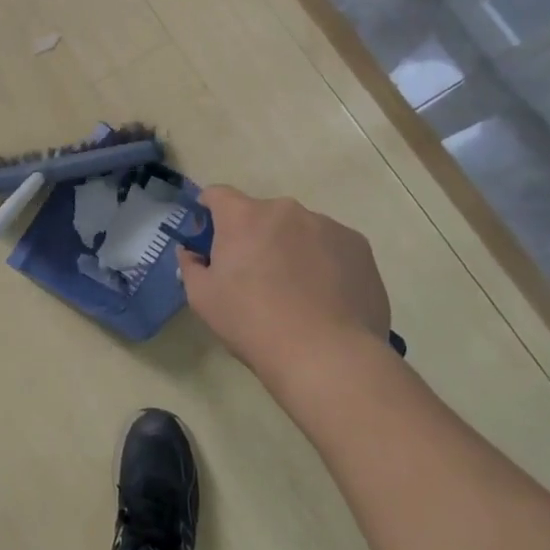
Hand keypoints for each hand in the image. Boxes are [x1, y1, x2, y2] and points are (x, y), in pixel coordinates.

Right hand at [177, 186, 390, 382]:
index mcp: (243, 216)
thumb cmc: (253, 323)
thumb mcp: (202, 298)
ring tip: (297, 292)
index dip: (209, 212)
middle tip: (255, 276)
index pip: (217, 195)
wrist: (326, 355)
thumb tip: (191, 252)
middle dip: (254, 236)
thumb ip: (190, 265)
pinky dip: (324, 262)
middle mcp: (285, 209)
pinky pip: (331, 246)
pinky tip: (326, 297)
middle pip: (261, 214)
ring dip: (291, 248)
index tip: (210, 238)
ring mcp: (327, 225)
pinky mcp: (358, 246)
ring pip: (299, 230)